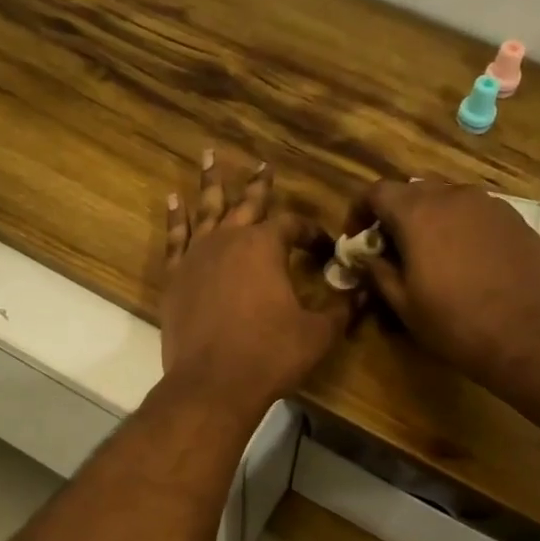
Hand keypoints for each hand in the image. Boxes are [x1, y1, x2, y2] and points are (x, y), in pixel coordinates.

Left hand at [162, 153, 349, 416]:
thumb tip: (364, 292)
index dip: (311, 234)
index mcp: (265, 246)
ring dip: (210, 183)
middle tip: (263, 165)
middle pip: (246, 204)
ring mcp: (197, 257)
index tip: (323, 248)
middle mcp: (228, 240)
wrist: (213, 384)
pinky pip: (175, 238)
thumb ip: (342, 309)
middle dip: (259, 185)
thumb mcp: (318, 333)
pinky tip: (175, 201)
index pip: (293, 226)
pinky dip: (176, 218)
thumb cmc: (270, 355)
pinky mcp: (175, 278)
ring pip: (206, 210)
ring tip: (209, 156)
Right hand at [349, 178, 539, 383]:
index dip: (359, 211)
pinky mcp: (514, 219)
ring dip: (429, 219)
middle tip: (390, 249)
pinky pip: (475, 213)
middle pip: (413, 190)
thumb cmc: (456, 323)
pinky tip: (464, 260)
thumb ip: (378, 273)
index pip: (377, 191)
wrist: (530, 334)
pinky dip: (459, 226)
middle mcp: (453, 196)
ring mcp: (489, 204)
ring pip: (447, 198)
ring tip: (428, 255)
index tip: (356, 238)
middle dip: (395, 214)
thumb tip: (366, 258)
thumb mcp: (404, 305)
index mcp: (418, 213)